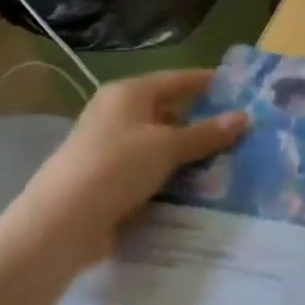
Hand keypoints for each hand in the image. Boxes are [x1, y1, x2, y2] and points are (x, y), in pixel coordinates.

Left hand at [6, 69, 246, 265]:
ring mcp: (110, 148)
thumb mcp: (168, 147)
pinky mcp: (107, 179)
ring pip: (160, 144)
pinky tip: (196, 186)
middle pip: (169, 111)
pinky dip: (171, 175)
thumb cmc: (116, 168)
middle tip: (240, 132)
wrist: (59, 225)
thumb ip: (207, 133)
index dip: (209, 83)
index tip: (241, 89)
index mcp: (129, 93)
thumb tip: (245, 117)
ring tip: (228, 161)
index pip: (178, 79)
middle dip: (202, 123)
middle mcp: (117, 114)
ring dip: (188, 153)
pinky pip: (149, 170)